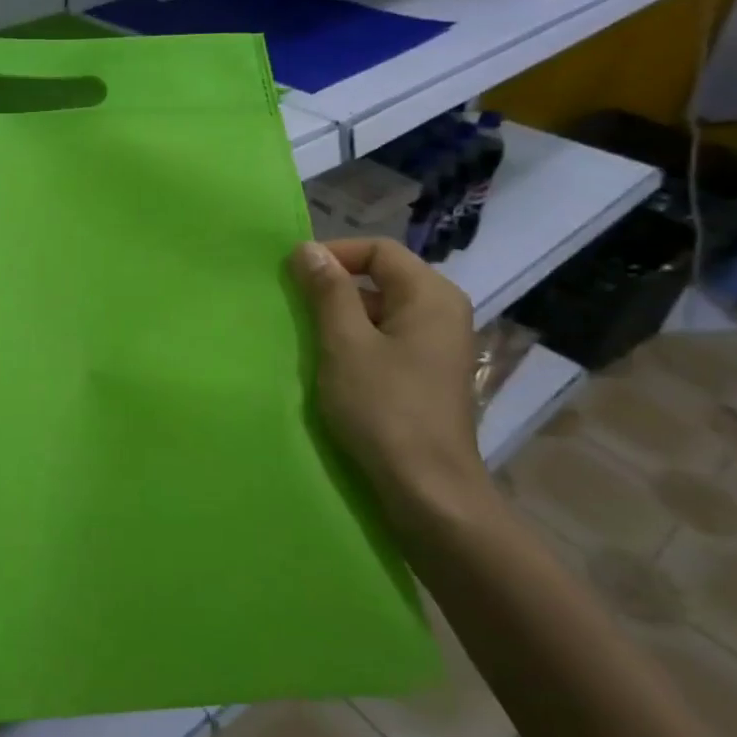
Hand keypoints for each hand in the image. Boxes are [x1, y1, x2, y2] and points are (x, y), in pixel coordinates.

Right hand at [289, 237, 495, 536]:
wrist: (427, 487)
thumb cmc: (384, 407)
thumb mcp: (345, 343)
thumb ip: (328, 291)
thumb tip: (307, 248)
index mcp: (431, 295)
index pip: (379, 250)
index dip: (334, 254)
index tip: (294, 275)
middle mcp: (442, 311)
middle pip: (382, 276)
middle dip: (335, 285)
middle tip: (294, 306)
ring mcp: (438, 344)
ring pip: (382, 309)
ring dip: (342, 315)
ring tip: (307, 336)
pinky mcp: (428, 372)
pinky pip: (388, 337)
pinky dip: (357, 340)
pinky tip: (331, 363)